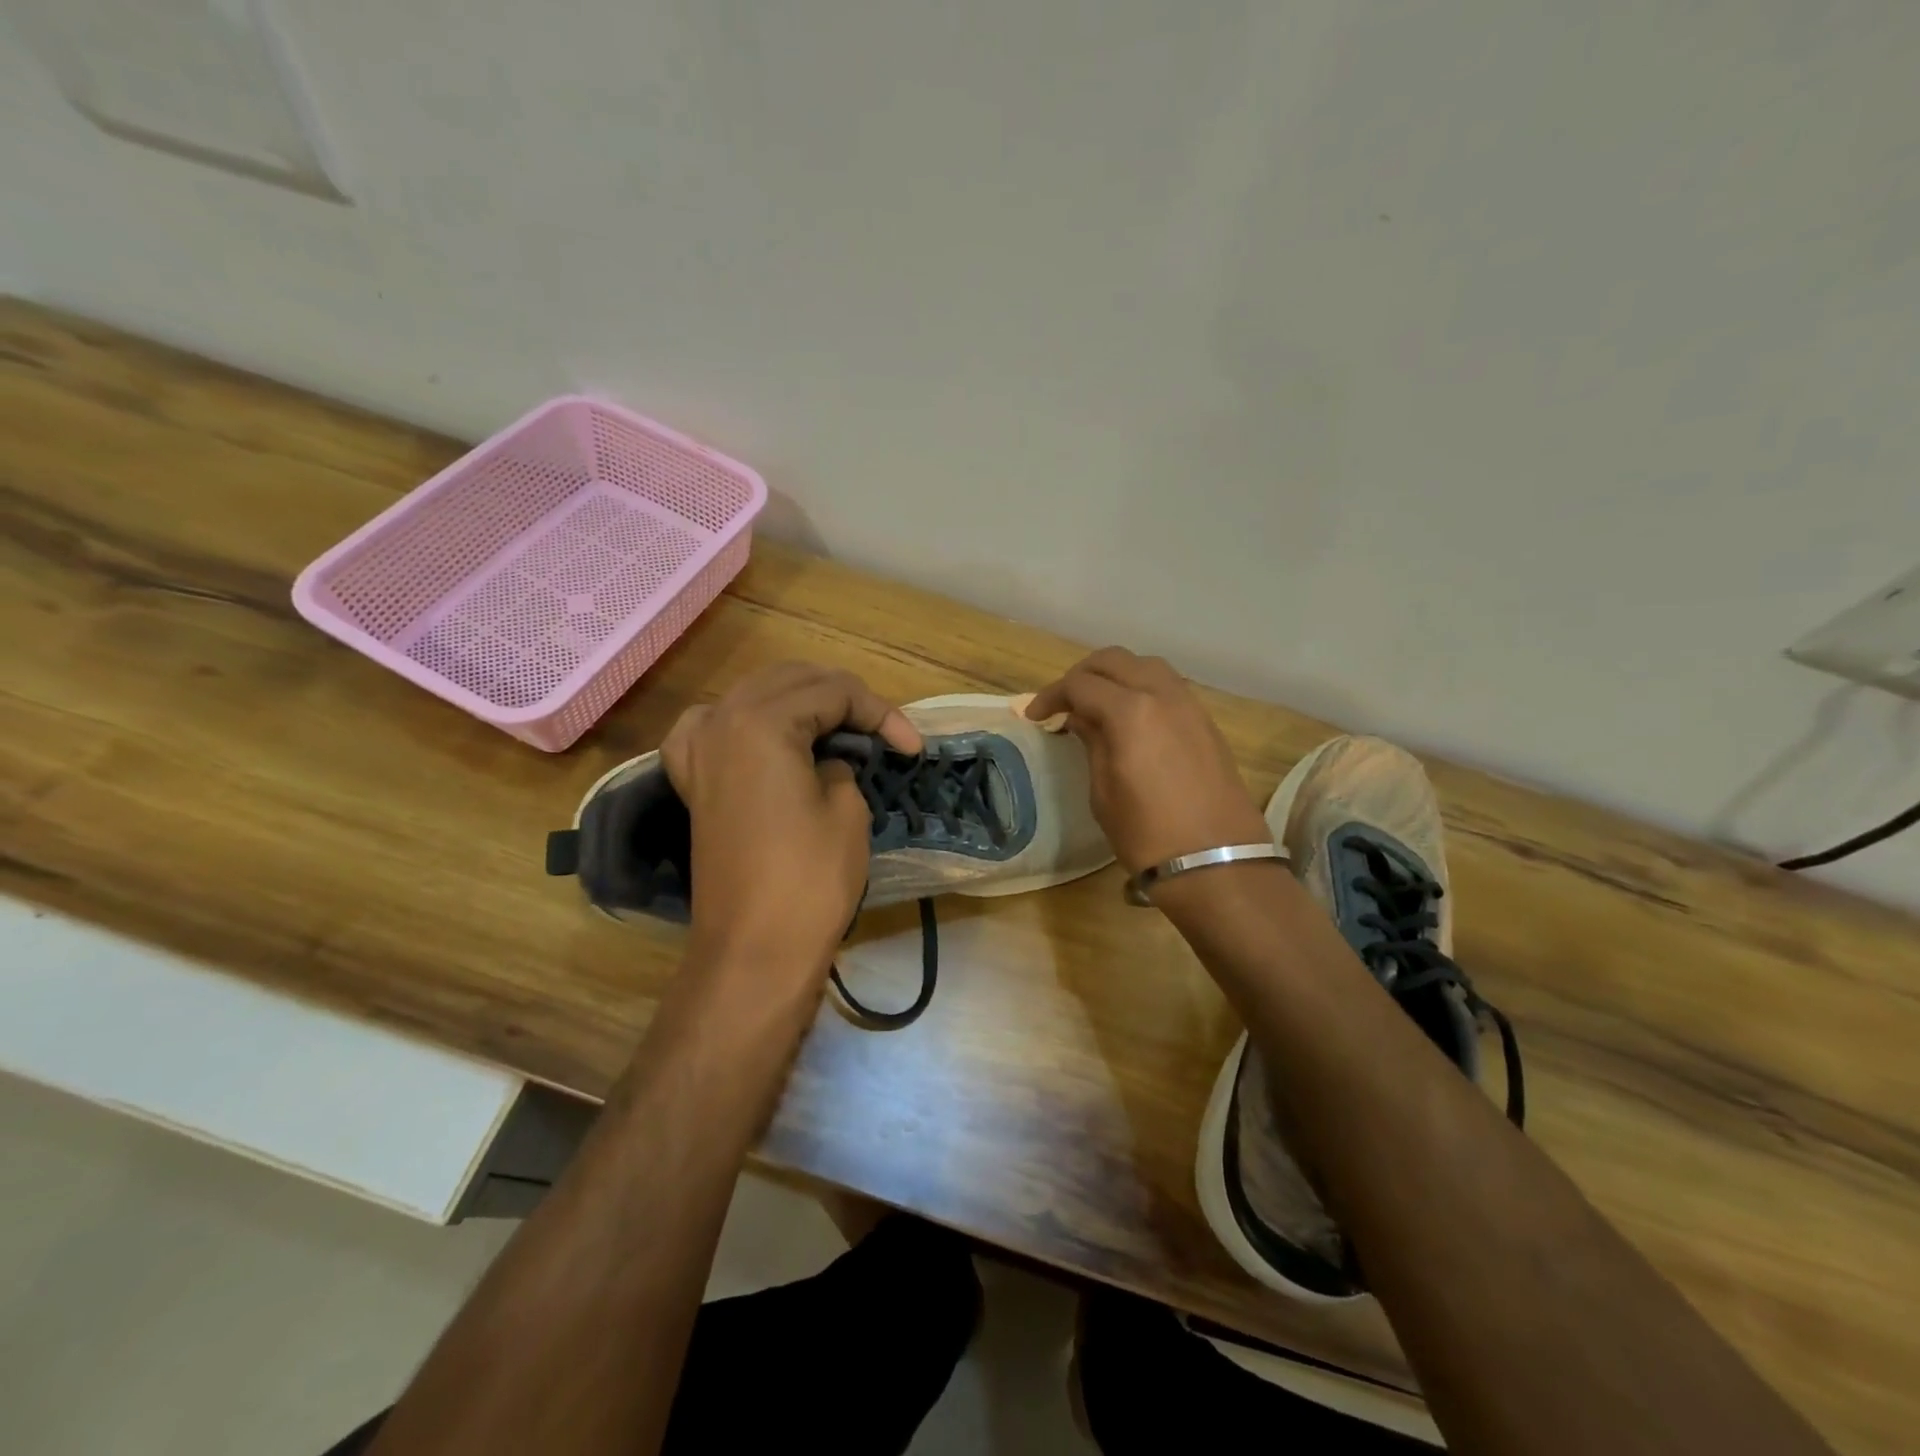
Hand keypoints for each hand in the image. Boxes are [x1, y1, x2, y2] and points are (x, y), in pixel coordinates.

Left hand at [660, 663, 921, 981]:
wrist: (753, 951)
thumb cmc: (808, 880)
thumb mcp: (846, 810)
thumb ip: (841, 766)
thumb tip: (829, 762)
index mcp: (761, 721)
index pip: (833, 693)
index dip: (880, 713)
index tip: (913, 747)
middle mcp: (721, 721)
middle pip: (791, 682)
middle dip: (843, 699)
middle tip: (882, 732)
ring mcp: (699, 751)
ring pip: (755, 696)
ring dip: (799, 702)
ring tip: (836, 725)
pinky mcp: (694, 782)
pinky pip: (713, 728)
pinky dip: (744, 720)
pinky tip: (761, 732)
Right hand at [1026, 648, 1268, 873]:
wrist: (1216, 863)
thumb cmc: (1147, 834)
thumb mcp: (1103, 792)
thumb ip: (1092, 743)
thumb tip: (1082, 719)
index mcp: (1130, 712)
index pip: (1080, 684)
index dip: (1051, 696)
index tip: (1035, 716)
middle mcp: (1163, 695)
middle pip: (1115, 660)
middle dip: (1082, 674)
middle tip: (1063, 701)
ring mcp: (1190, 706)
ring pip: (1146, 666)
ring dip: (1116, 675)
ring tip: (1097, 703)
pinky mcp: (1206, 722)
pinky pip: (1168, 687)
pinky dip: (1142, 688)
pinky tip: (1131, 716)